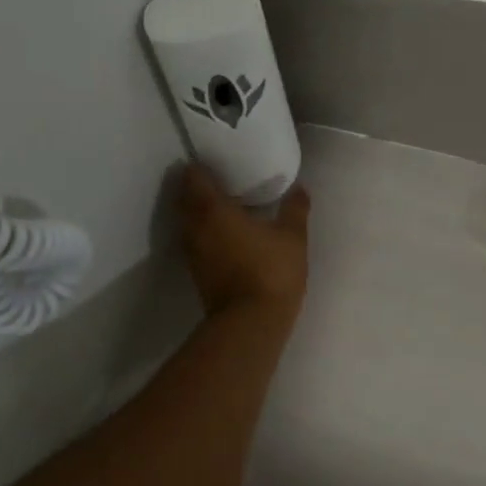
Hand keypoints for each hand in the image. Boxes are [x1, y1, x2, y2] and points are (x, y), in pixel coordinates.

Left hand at [178, 165, 309, 316]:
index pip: (194, 179)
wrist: (251, 323)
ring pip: (187, 223)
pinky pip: (195, 242)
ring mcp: (192, 253)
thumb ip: (294, 209)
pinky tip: (224, 235)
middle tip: (217, 180)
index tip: (211, 161)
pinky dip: (204, 233)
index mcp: (213, 210)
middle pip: (185, 200)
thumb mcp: (292, 237)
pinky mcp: (197, 273)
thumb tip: (300, 188)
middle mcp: (195, 228)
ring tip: (221, 206)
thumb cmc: (270, 271)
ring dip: (198, 213)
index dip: (199, 167)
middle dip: (196, 188)